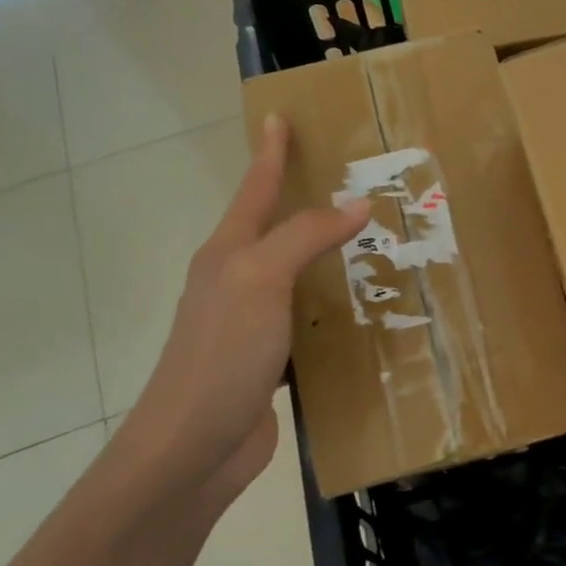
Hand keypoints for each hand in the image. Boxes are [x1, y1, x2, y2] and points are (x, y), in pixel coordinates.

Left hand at [119, 114, 368, 503]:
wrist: (192, 448)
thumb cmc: (221, 354)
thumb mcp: (260, 281)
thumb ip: (304, 237)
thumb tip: (355, 202)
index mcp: (227, 255)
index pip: (254, 190)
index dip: (269, 153)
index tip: (279, 116)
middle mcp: (237, 282)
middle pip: (275, 229)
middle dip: (305, 201)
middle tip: (352, 181)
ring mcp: (252, 324)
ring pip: (296, 276)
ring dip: (327, 258)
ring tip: (372, 243)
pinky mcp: (270, 361)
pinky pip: (309, 321)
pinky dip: (333, 309)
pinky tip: (362, 312)